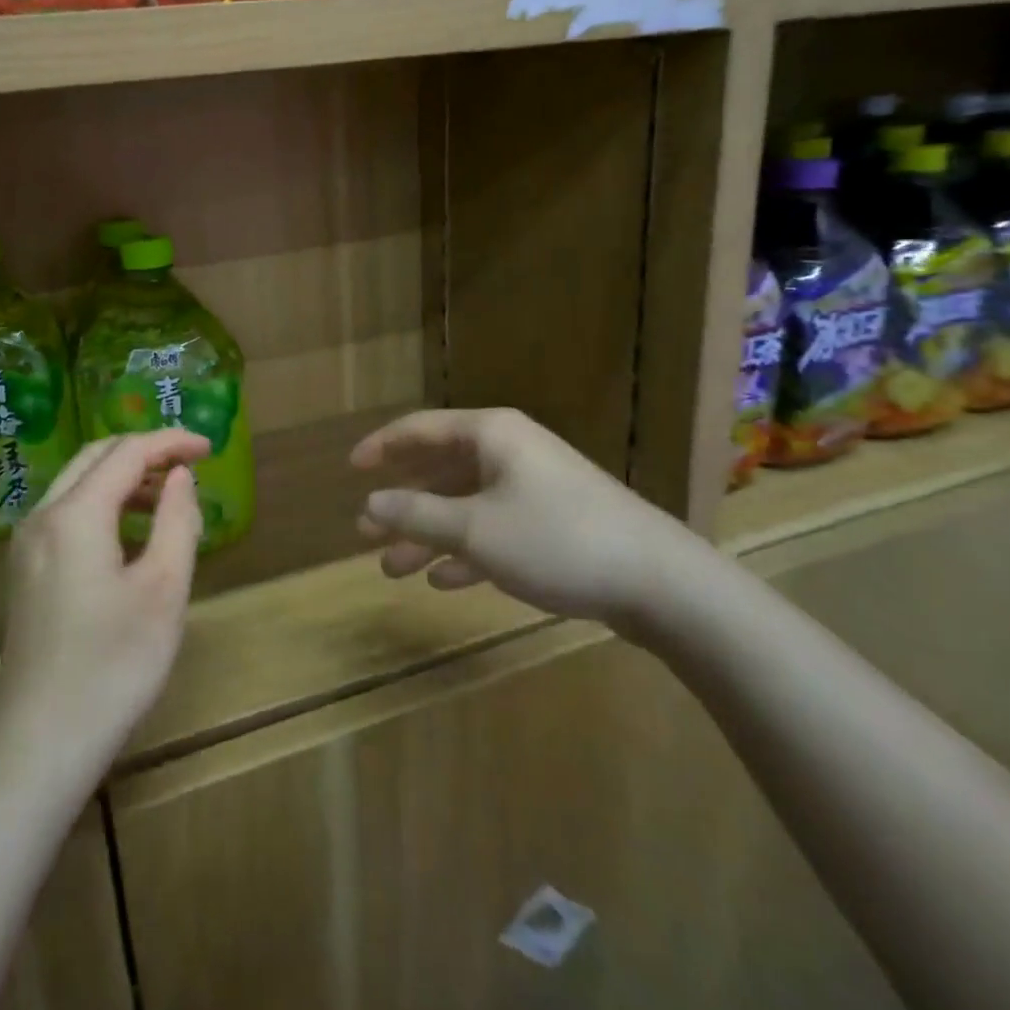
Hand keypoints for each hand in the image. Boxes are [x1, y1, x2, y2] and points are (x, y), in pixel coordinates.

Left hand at [0, 431, 209, 785]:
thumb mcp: (163, 589)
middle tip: (191, 465)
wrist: (40, 743)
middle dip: (145, 451)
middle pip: (97, 457)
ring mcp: (27, 544)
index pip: (127, 452)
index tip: (211, 448)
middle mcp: (42, 515)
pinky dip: (104, 504)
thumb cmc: (113, 666)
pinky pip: (68, 512)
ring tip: (170, 498)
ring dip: (125, 478)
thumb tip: (180, 476)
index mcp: (75, 514)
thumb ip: (177, 520)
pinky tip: (132, 532)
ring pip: (79, 483)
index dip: (171, 442)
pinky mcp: (26, 569)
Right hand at [350, 408, 700, 628]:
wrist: (659, 581)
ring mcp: (533, 487)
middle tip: (364, 532)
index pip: (420, 428)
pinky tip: (443, 580)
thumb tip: (369, 503)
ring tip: (392, 567)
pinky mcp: (553, 523)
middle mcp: (509, 451)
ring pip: (464, 505)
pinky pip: (494, 529)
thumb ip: (417, 515)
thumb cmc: (556, 539)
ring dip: (428, 534)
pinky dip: (466, 550)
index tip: (350, 468)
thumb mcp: (475, 529)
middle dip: (401, 502)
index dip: (381, 446)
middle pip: (440, 469)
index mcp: (490, 435)